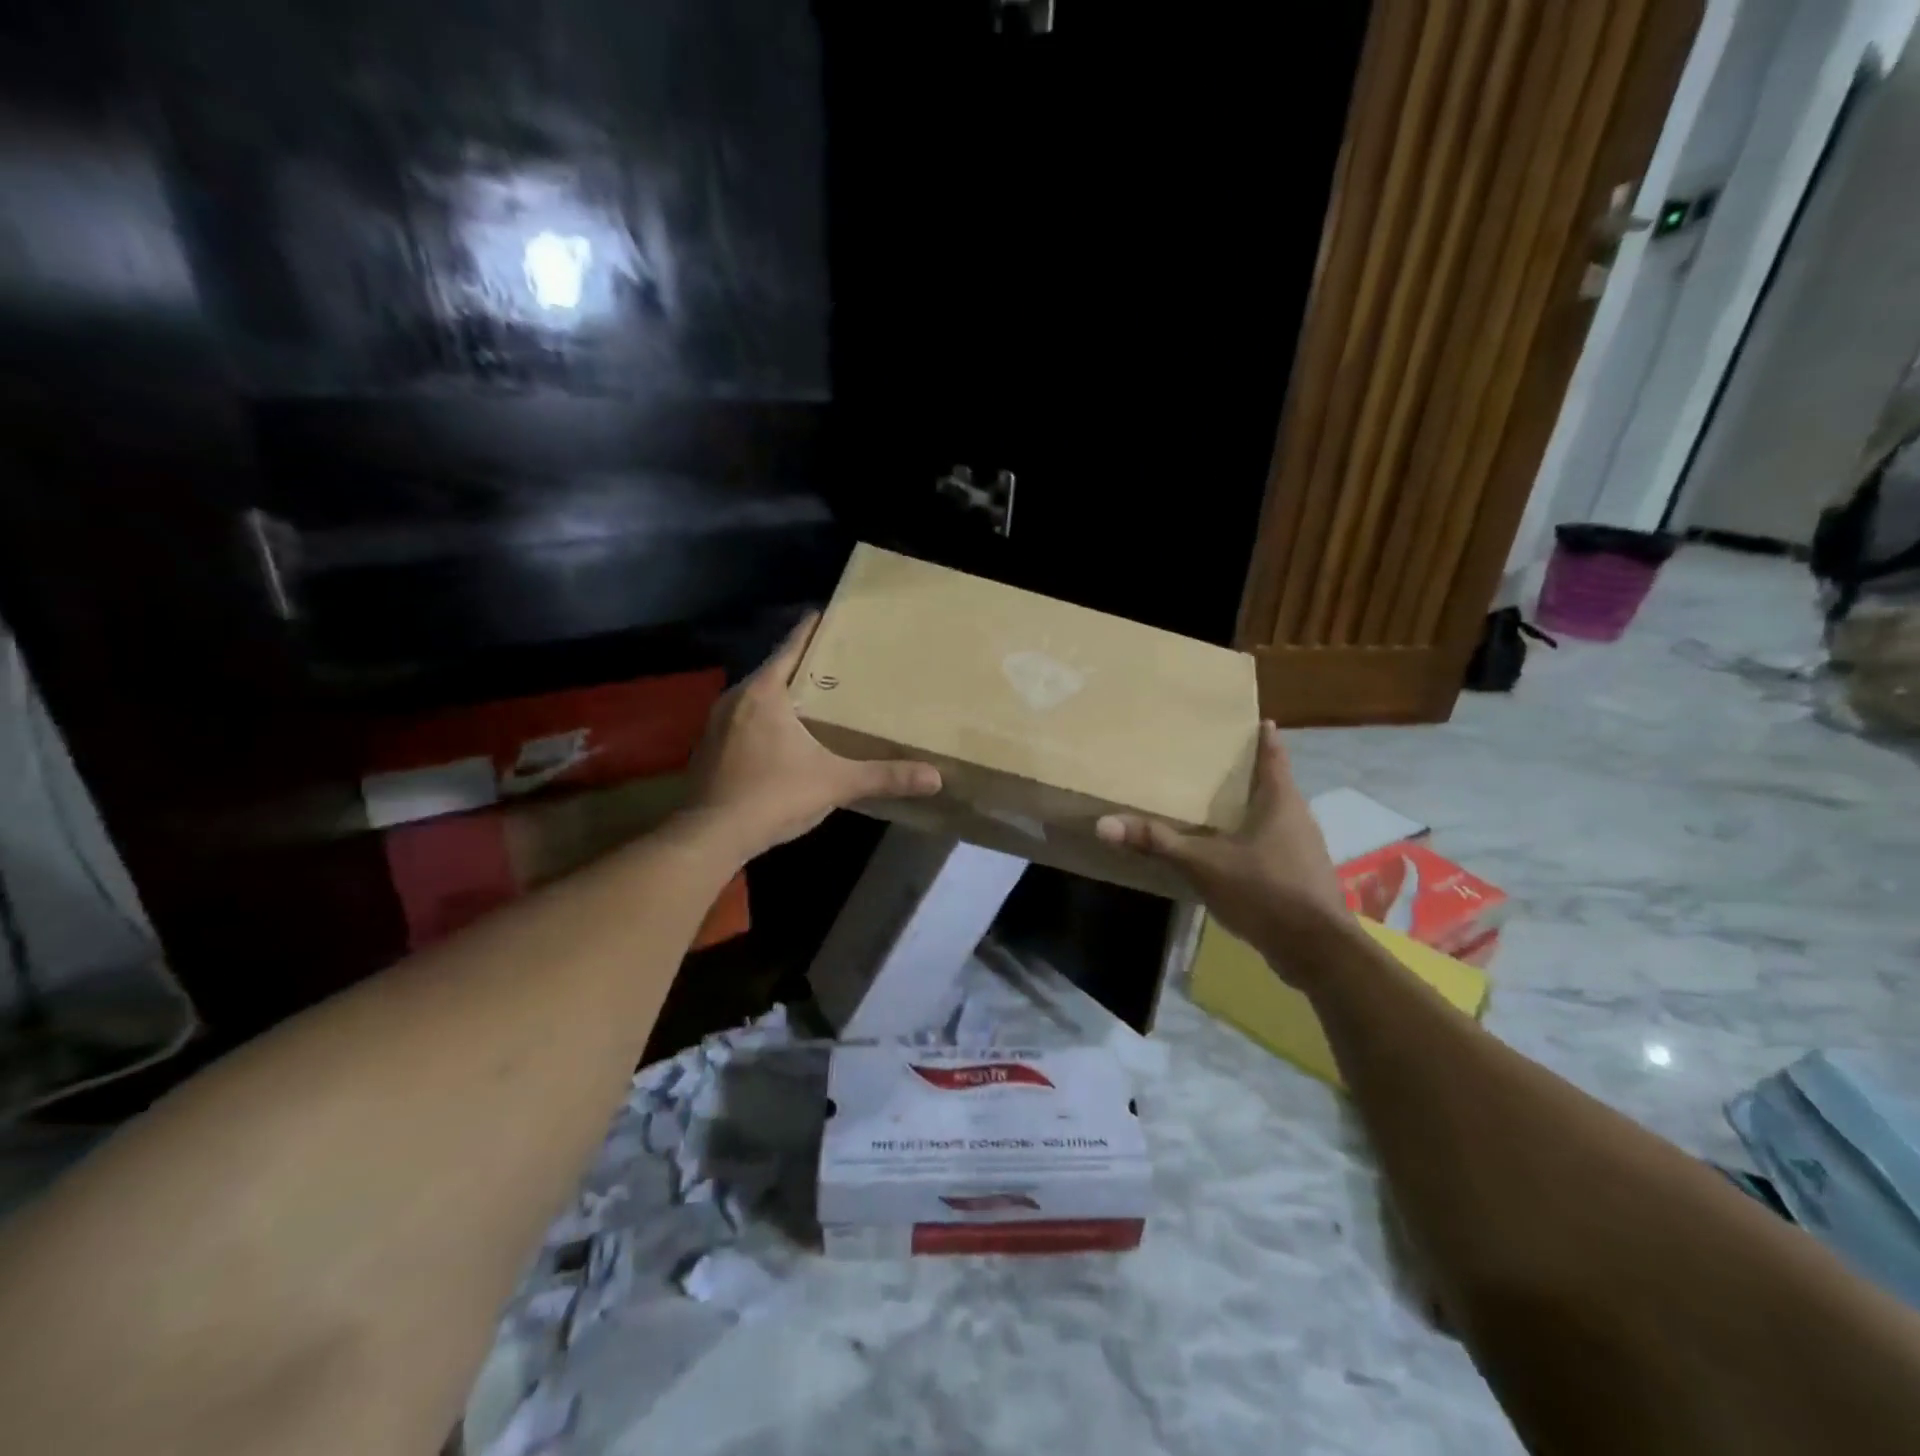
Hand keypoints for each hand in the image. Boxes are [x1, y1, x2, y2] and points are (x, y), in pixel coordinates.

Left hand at [682, 613, 941, 859]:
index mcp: (764, 693)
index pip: (791, 647)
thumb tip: (934, 778)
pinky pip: (743, 723)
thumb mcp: (835, 783)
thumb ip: (884, 777)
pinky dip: (764, 723)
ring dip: (782, 697)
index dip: (811, 630)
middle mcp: (736, 699)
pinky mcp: (709, 751)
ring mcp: (717, 725)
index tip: (827, 614)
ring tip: (814, 701)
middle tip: (835, 665)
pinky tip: (783, 740)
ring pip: (756, 699)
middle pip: (774, 671)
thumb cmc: (773, 795)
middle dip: (802, 667)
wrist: (710, 836)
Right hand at [1095, 721, 1347, 984]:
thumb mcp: (1203, 865)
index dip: (1263, 737)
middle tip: (1213, 762)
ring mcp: (1303, 849)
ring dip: (1249, 809)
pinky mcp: (1302, 876)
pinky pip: (1274, 845)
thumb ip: (1157, 843)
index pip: (1273, 756)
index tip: (1250, 720)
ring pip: (1274, 816)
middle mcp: (1298, 818)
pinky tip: (1228, 851)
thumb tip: (1104, 823)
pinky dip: (1253, 839)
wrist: (1317, 951)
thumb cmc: (1265, 892)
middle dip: (1247, 773)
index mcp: (1280, 801)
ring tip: (1216, 804)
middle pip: (1273, 785)